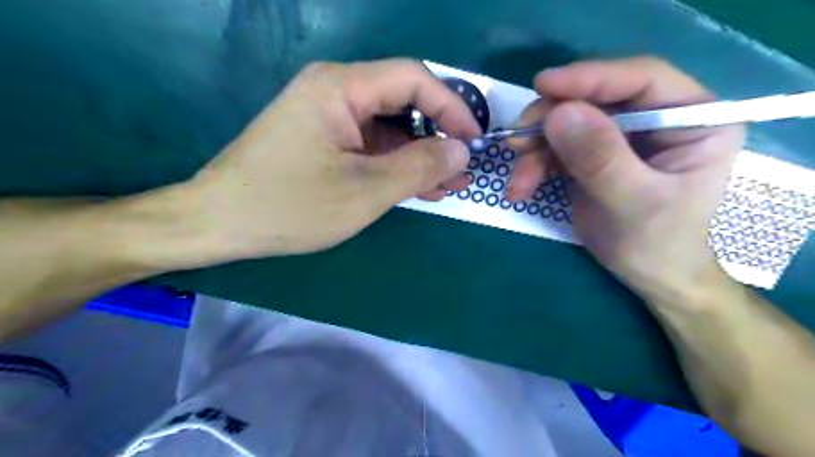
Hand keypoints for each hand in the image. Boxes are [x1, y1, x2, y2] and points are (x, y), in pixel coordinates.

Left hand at [178, 58, 477, 262]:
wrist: (219, 222)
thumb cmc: (290, 206)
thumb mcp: (365, 191)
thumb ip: (419, 167)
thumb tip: (461, 150)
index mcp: (340, 87)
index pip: (413, 79)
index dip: (451, 107)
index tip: (473, 140)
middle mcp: (334, 90)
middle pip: (402, 101)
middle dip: (437, 135)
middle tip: (461, 169)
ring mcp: (327, 115)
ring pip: (389, 126)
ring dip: (418, 154)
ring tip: (445, 184)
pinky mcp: (324, 138)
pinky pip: (370, 143)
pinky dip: (395, 163)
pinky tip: (416, 186)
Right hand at [507, 57, 743, 297]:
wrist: (649, 275)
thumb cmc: (658, 243)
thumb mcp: (634, 202)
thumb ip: (600, 159)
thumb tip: (558, 114)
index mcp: (691, 118)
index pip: (640, 79)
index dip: (590, 78)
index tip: (542, 85)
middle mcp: (656, 118)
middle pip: (594, 100)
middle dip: (549, 123)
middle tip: (516, 142)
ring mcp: (621, 136)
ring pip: (566, 124)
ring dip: (534, 152)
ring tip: (517, 183)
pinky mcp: (593, 154)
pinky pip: (555, 148)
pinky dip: (533, 167)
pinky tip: (520, 190)